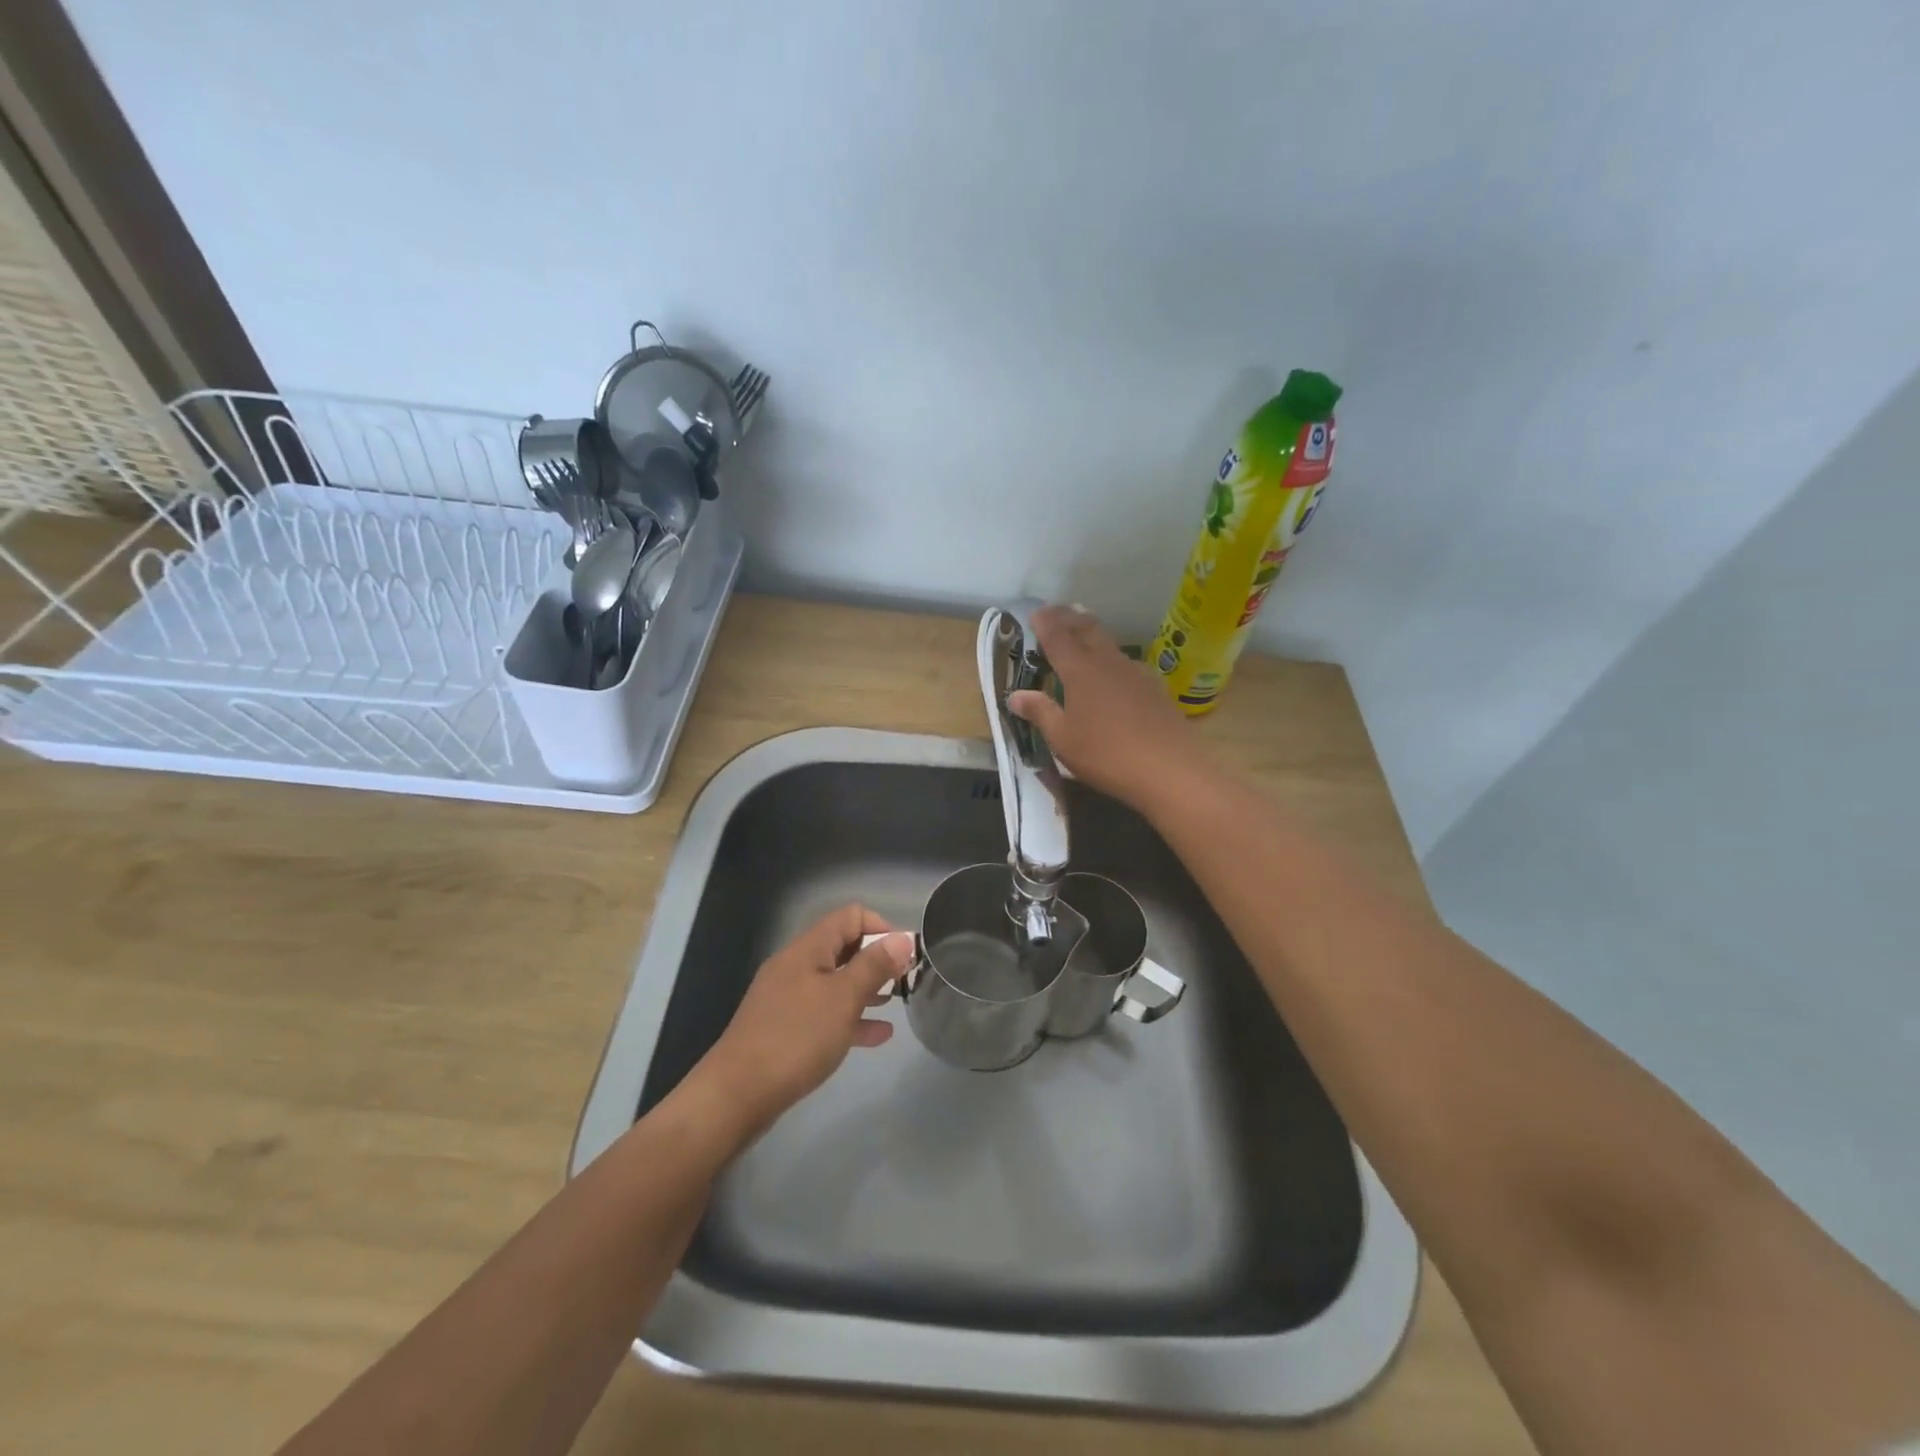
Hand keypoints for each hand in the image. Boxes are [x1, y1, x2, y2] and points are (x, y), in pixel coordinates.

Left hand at [692, 906, 913, 1141]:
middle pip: (842, 948)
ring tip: (896, 1003)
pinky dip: (851, 1018)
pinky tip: (877, 1036)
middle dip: (876, 959)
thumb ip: (874, 966)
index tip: (905, 955)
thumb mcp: (843, 998)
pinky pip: (825, 1013)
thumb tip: (903, 937)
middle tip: (906, 980)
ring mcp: (787, 999)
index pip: (850, 917)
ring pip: (835, 982)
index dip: (881, 928)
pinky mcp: (784, 1029)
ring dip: (866, 989)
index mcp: (807, 950)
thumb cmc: (795, 1038)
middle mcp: (795, 966)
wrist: (736, 1095)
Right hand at [1007, 604, 1205, 816]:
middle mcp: (1108, 662)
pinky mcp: (1155, 688)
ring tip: (1082, 637)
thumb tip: (1015, 695)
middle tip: (1057, 614)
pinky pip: (1126, 664)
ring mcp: (1136, 673)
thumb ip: (1040, 712)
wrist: (1169, 770)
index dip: (1045, 623)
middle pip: (1087, 629)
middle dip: (1070, 619)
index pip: (1058, 636)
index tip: (1036, 612)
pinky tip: (1112, 675)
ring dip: (1092, 636)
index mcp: (1080, 670)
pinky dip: (1111, 659)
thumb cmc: (1106, 754)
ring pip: (1109, 645)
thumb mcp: (1063, 739)